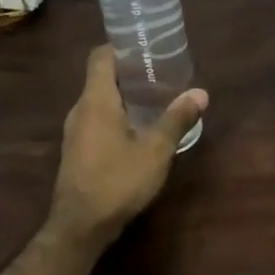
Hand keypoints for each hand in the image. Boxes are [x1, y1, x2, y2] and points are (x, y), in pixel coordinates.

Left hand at [48, 45, 207, 243]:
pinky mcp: (76, 150)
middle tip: (161, 73)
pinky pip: (95, 119)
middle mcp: (80, 109)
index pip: (100, 56)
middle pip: (100, 77)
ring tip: (154, 99)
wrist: (79, 228)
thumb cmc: (117, 181)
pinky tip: (138, 129)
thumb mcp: (155, 151)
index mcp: (96, 100)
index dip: (121, 46)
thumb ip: (176, 119)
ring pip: (98, 100)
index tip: (147, 47)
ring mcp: (74, 131)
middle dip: (129, 72)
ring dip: (123, 96)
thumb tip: (200, 93)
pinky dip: (115, 115)